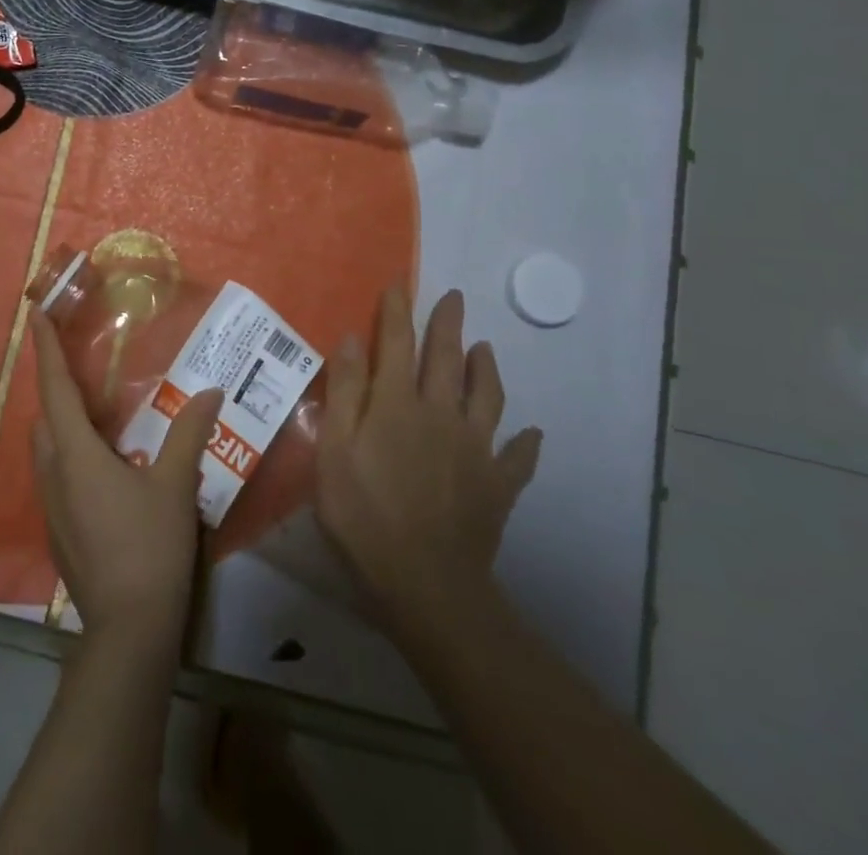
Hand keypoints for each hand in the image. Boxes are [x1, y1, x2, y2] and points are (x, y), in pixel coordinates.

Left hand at [30, 308, 223, 650]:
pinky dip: (71, 456)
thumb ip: (189, 434)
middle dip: (57, 388)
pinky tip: (105, 469)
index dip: (45, 349)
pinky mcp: (58, 531)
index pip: (55, 388)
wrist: (128, 628)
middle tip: (83, 370)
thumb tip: (210, 392)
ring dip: (63, 425)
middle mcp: (54, 472)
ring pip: (47, 449)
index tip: (35, 315)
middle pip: (46, 417)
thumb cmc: (150, 546)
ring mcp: (51, 505)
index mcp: (76, 453)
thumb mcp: (176, 485)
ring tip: (99, 417)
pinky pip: (56, 476)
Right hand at [316, 285, 541, 640]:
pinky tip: (532, 435)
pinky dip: (526, 444)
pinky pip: (517, 458)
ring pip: (488, 398)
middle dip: (448, 325)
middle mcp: (441, 414)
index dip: (397, 312)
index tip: (399, 286)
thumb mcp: (334, 449)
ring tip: (486, 349)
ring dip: (487, 369)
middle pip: (446, 359)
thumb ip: (345, 392)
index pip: (397, 344)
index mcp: (397, 403)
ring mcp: (475, 449)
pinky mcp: (498, 485)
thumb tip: (352, 340)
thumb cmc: (364, 512)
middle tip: (455, 297)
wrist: (425, 581)